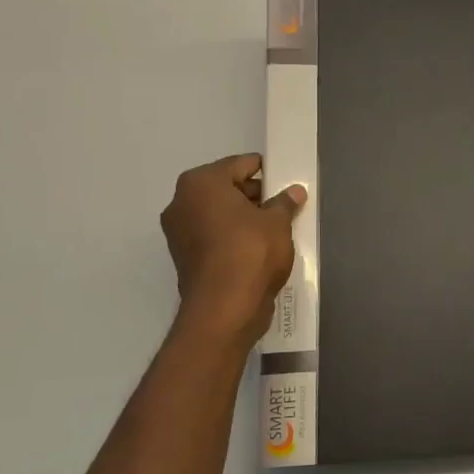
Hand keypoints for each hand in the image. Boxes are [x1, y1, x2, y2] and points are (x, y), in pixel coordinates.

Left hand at [162, 154, 304, 341]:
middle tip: (282, 207)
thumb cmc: (251, 252)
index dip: (266, 172)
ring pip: (218, 214)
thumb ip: (284, 203)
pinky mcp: (184, 257)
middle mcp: (181, 202)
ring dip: (242, 218)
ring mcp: (178, 232)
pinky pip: (213, 237)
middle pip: (225, 189)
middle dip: (253, 196)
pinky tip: (257, 249)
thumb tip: (294, 192)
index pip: (240, 165)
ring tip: (274, 229)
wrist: (225, 308)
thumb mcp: (277, 223)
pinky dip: (232, 238)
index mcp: (201, 183)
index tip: (285, 181)